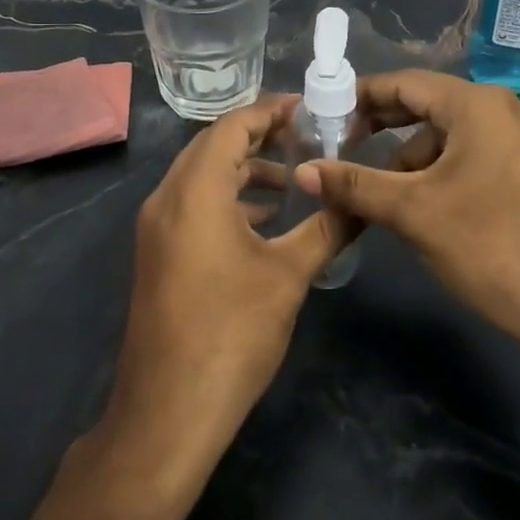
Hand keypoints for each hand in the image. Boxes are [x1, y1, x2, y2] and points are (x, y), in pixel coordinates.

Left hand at [105, 97, 349, 470]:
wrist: (168, 411)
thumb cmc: (231, 333)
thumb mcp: (288, 276)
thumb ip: (328, 229)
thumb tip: (363, 201)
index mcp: (195, 191)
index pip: (231, 127)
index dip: (270, 111)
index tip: (308, 108)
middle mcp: (167, 198)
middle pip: (212, 146)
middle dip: (258, 136)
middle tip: (306, 136)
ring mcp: (156, 227)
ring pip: (201, 176)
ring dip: (244, 170)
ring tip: (293, 178)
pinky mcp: (158, 253)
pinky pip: (193, 204)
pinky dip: (228, 198)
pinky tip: (265, 220)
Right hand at [296, 70, 519, 356]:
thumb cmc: (490, 247)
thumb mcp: (413, 212)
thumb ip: (355, 185)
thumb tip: (305, 172)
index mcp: (479, 105)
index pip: (407, 83)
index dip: (361, 96)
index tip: (326, 114)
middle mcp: (507, 109)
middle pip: (430, 105)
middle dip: (384, 127)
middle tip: (343, 147)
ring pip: (453, 134)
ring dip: (413, 156)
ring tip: (383, 192)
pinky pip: (477, 153)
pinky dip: (444, 170)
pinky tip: (426, 204)